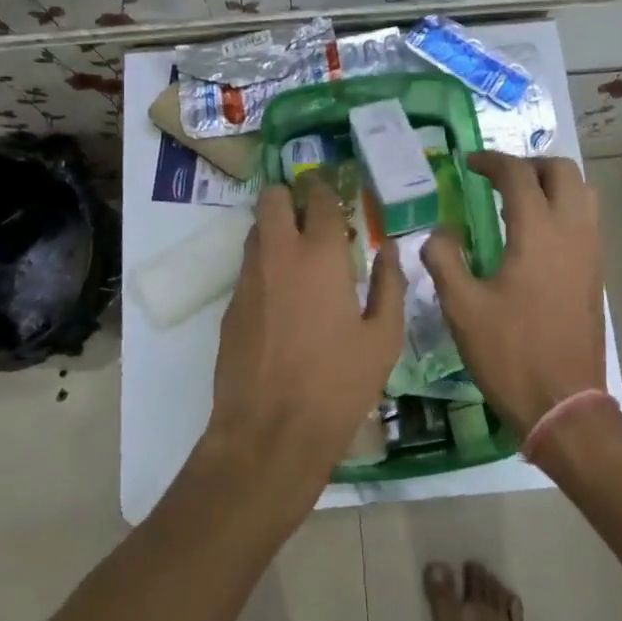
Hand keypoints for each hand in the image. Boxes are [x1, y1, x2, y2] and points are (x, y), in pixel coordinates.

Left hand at [204, 174, 403, 502]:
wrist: (270, 432)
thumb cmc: (338, 385)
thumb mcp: (383, 339)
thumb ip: (390, 285)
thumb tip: (389, 250)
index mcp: (321, 256)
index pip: (319, 198)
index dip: (325, 188)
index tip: (333, 191)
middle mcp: (279, 254)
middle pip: (272, 198)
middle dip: (290, 196)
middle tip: (312, 214)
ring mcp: (248, 278)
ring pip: (256, 229)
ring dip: (276, 228)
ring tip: (300, 253)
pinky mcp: (231, 305)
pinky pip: (248, 266)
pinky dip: (265, 264)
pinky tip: (283, 295)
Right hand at [421, 153, 605, 435]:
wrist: (564, 404)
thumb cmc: (509, 354)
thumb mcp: (461, 307)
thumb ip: (444, 259)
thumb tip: (439, 231)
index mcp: (538, 234)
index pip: (518, 175)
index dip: (491, 161)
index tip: (468, 164)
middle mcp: (572, 232)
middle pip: (562, 171)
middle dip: (528, 164)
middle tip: (497, 179)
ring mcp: (591, 252)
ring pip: (583, 192)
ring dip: (551, 184)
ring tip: (518, 201)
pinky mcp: (596, 272)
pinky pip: (587, 219)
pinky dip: (563, 207)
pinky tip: (534, 236)